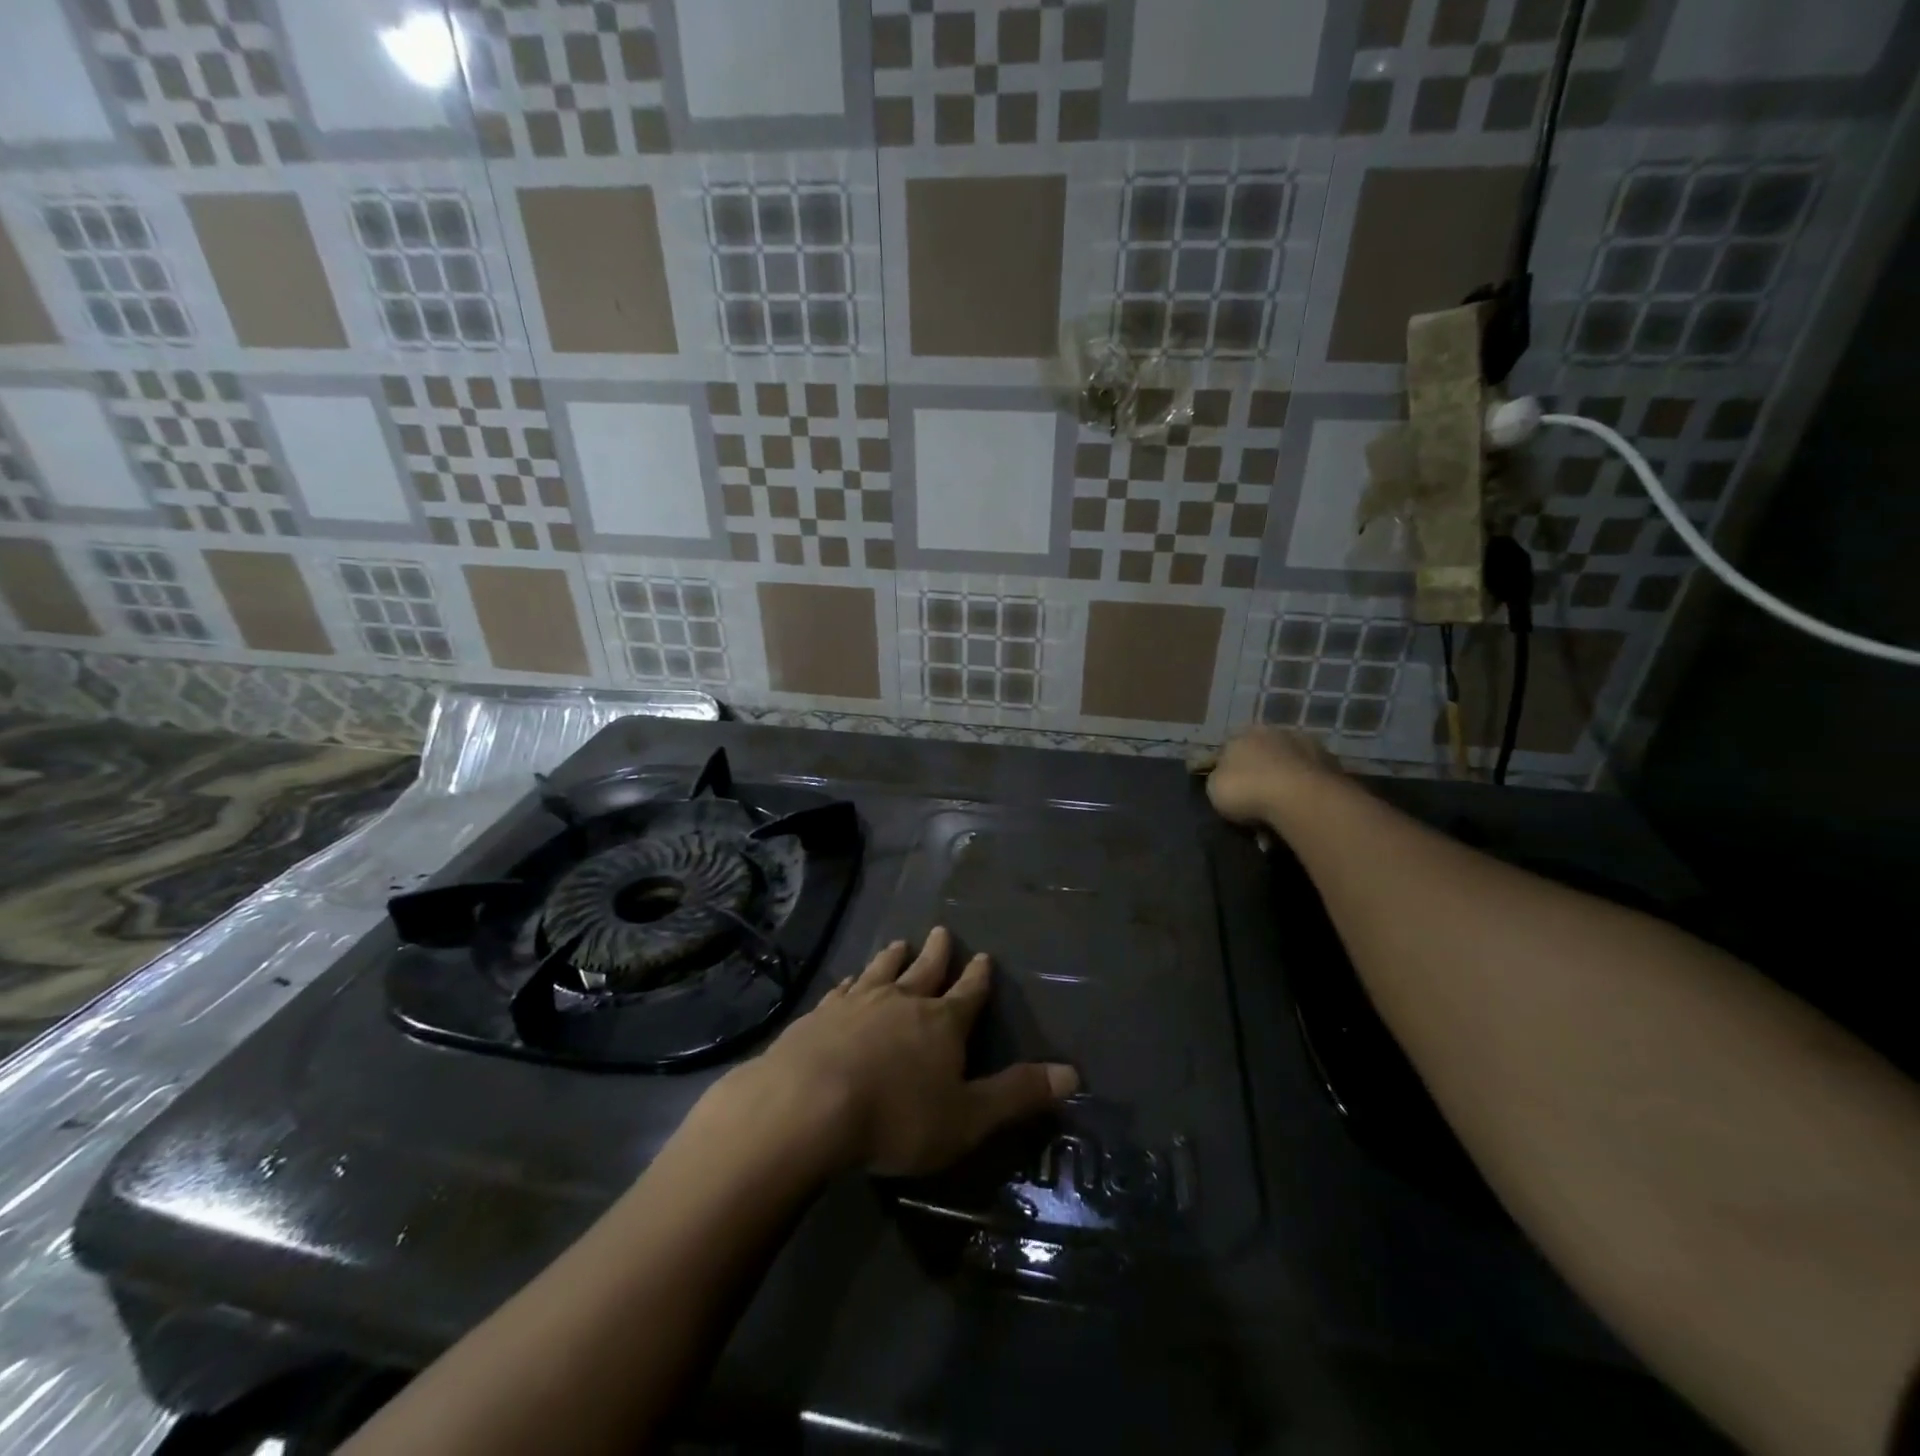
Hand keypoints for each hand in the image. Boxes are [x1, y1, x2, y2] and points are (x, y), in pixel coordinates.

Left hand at [718, 928, 1078, 1177]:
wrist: (808, 1105)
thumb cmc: (897, 1117)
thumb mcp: (968, 1117)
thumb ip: (1017, 1094)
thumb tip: (1073, 1073)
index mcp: (942, 1023)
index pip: (968, 994)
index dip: (978, 977)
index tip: (984, 957)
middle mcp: (902, 1001)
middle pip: (925, 969)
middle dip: (937, 953)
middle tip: (942, 931)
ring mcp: (857, 1003)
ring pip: (881, 971)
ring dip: (892, 957)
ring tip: (898, 943)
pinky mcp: (820, 1015)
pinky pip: (842, 990)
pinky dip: (850, 982)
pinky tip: (847, 982)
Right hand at [1204, 727, 1340, 827]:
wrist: (1300, 798)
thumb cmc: (1247, 789)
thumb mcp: (1215, 787)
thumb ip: (1219, 777)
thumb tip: (1225, 776)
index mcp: (1244, 733)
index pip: (1230, 745)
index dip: (1227, 765)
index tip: (1228, 786)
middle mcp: (1276, 731)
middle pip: (1263, 751)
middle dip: (1259, 769)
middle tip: (1256, 796)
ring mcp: (1307, 745)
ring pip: (1289, 763)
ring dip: (1285, 778)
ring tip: (1281, 806)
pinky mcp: (1332, 764)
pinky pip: (1310, 779)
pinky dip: (1305, 790)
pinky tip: (1300, 808)